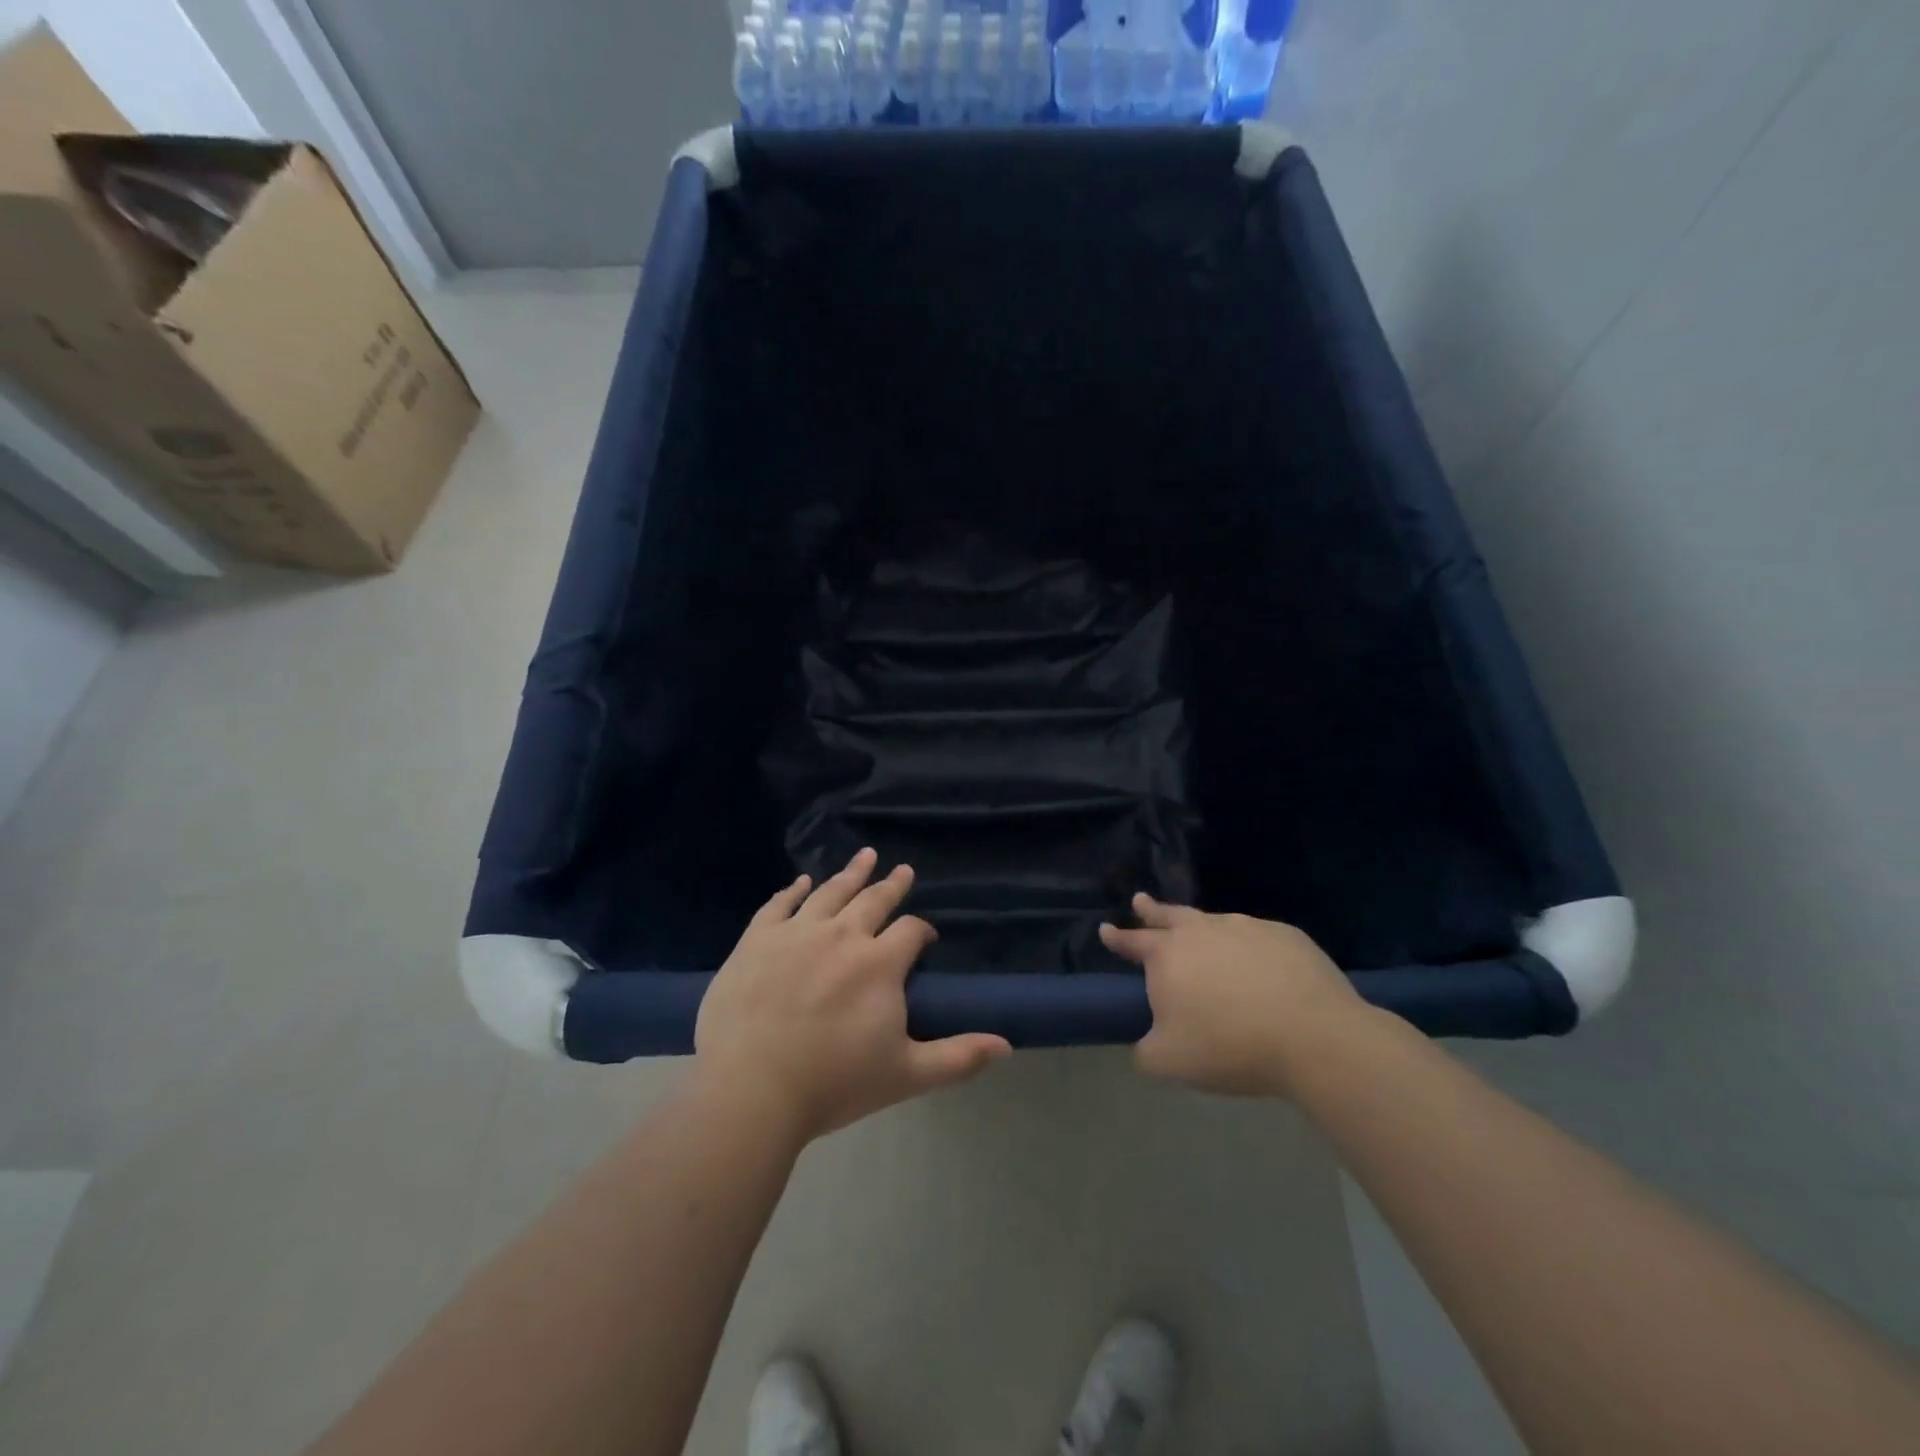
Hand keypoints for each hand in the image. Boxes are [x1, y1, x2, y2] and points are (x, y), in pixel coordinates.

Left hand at [694, 848, 1011, 1142]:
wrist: (751, 1089)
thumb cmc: (833, 1083)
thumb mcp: (906, 1075)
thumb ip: (958, 1057)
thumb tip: (1007, 1046)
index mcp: (880, 963)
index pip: (911, 930)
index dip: (923, 930)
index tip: (925, 937)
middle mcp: (842, 935)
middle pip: (874, 900)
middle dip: (891, 885)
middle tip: (902, 870)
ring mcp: (796, 932)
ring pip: (830, 892)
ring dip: (850, 873)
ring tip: (865, 855)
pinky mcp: (757, 940)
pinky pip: (778, 904)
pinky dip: (792, 890)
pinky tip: (801, 881)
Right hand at [1100, 893, 1371, 1096]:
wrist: (1313, 1037)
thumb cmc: (1230, 1047)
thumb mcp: (1169, 1062)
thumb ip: (1145, 1050)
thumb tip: (1146, 1042)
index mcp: (1168, 956)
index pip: (1134, 941)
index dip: (1117, 937)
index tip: (1106, 929)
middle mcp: (1203, 931)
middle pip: (1170, 915)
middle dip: (1151, 909)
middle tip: (1141, 901)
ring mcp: (1246, 928)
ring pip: (1214, 922)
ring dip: (1202, 927)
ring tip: (1202, 935)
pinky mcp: (1286, 935)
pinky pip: (1258, 937)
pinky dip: (1249, 947)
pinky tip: (1259, 965)